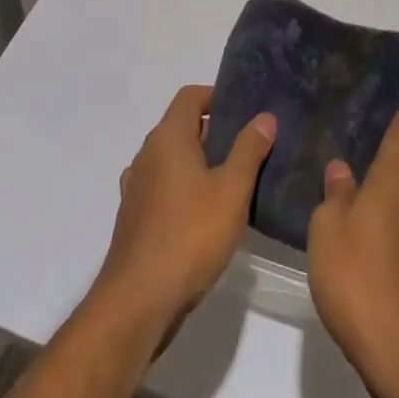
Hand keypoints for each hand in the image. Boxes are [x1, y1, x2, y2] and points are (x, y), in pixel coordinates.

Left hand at [96, 84, 274, 336]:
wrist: (138, 301)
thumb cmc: (189, 236)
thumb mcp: (231, 190)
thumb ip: (249, 150)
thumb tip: (263, 116)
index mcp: (168, 137)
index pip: (190, 96)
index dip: (216, 96)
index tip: (244, 111)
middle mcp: (147, 153)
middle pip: (182, 126)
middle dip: (214, 132)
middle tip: (249, 148)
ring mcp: (137, 187)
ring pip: (172, 160)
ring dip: (199, 164)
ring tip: (233, 182)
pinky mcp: (134, 218)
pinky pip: (163, 188)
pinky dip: (184, 190)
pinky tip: (205, 215)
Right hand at [307, 109, 398, 395]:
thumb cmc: (360, 280)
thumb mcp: (328, 230)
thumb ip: (335, 194)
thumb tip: (342, 169)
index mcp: (396, 181)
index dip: (392, 112)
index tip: (371, 102)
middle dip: (375, 159)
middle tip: (342, 151)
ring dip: (378, 200)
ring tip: (344, 197)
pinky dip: (384, 233)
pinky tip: (359, 247)